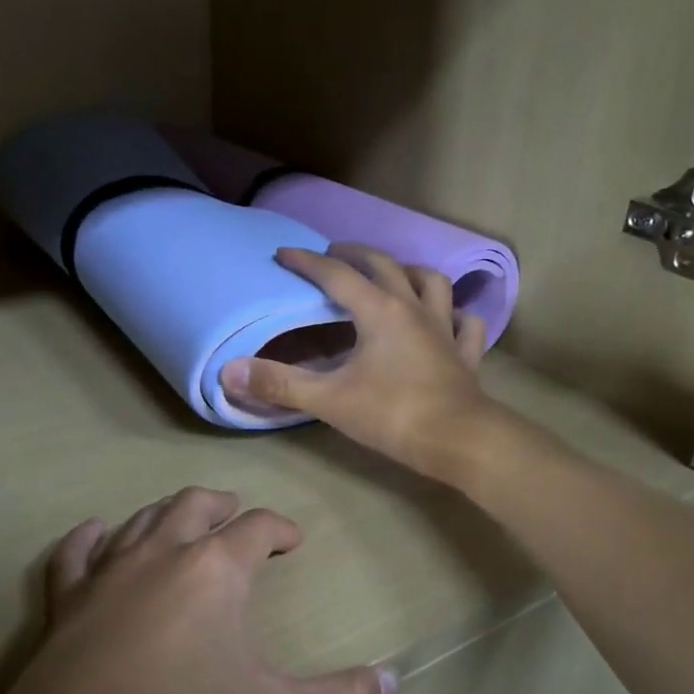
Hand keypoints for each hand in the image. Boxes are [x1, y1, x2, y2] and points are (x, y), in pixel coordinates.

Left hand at [0, 488, 396, 693]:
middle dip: (222, 506)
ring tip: (185, 523)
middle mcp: (159, 555)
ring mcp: (105, 576)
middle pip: (194, 505)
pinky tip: (97, 534)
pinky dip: (89, 539)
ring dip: (168, 514)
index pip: (256, 527)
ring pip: (141, 520)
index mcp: (213, 570)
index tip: (292, 542)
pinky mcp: (63, 604)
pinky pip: (74, 555)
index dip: (280, 528)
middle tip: (237, 517)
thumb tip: (394, 683)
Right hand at [221, 243, 495, 478]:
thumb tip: (228, 371)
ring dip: (409, 272)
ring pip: (432, 283)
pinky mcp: (465, 354)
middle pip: (384, 266)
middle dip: (355, 254)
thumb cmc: (392, 415)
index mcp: (379, 311)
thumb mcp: (329, 400)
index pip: (336, 275)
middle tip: (334, 253)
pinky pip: (464, 323)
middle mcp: (413, 308)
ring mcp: (445, 329)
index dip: (307, 262)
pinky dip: (454, 315)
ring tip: (393, 274)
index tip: (283, 254)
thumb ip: (279, 383)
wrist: (459, 440)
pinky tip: (447, 319)